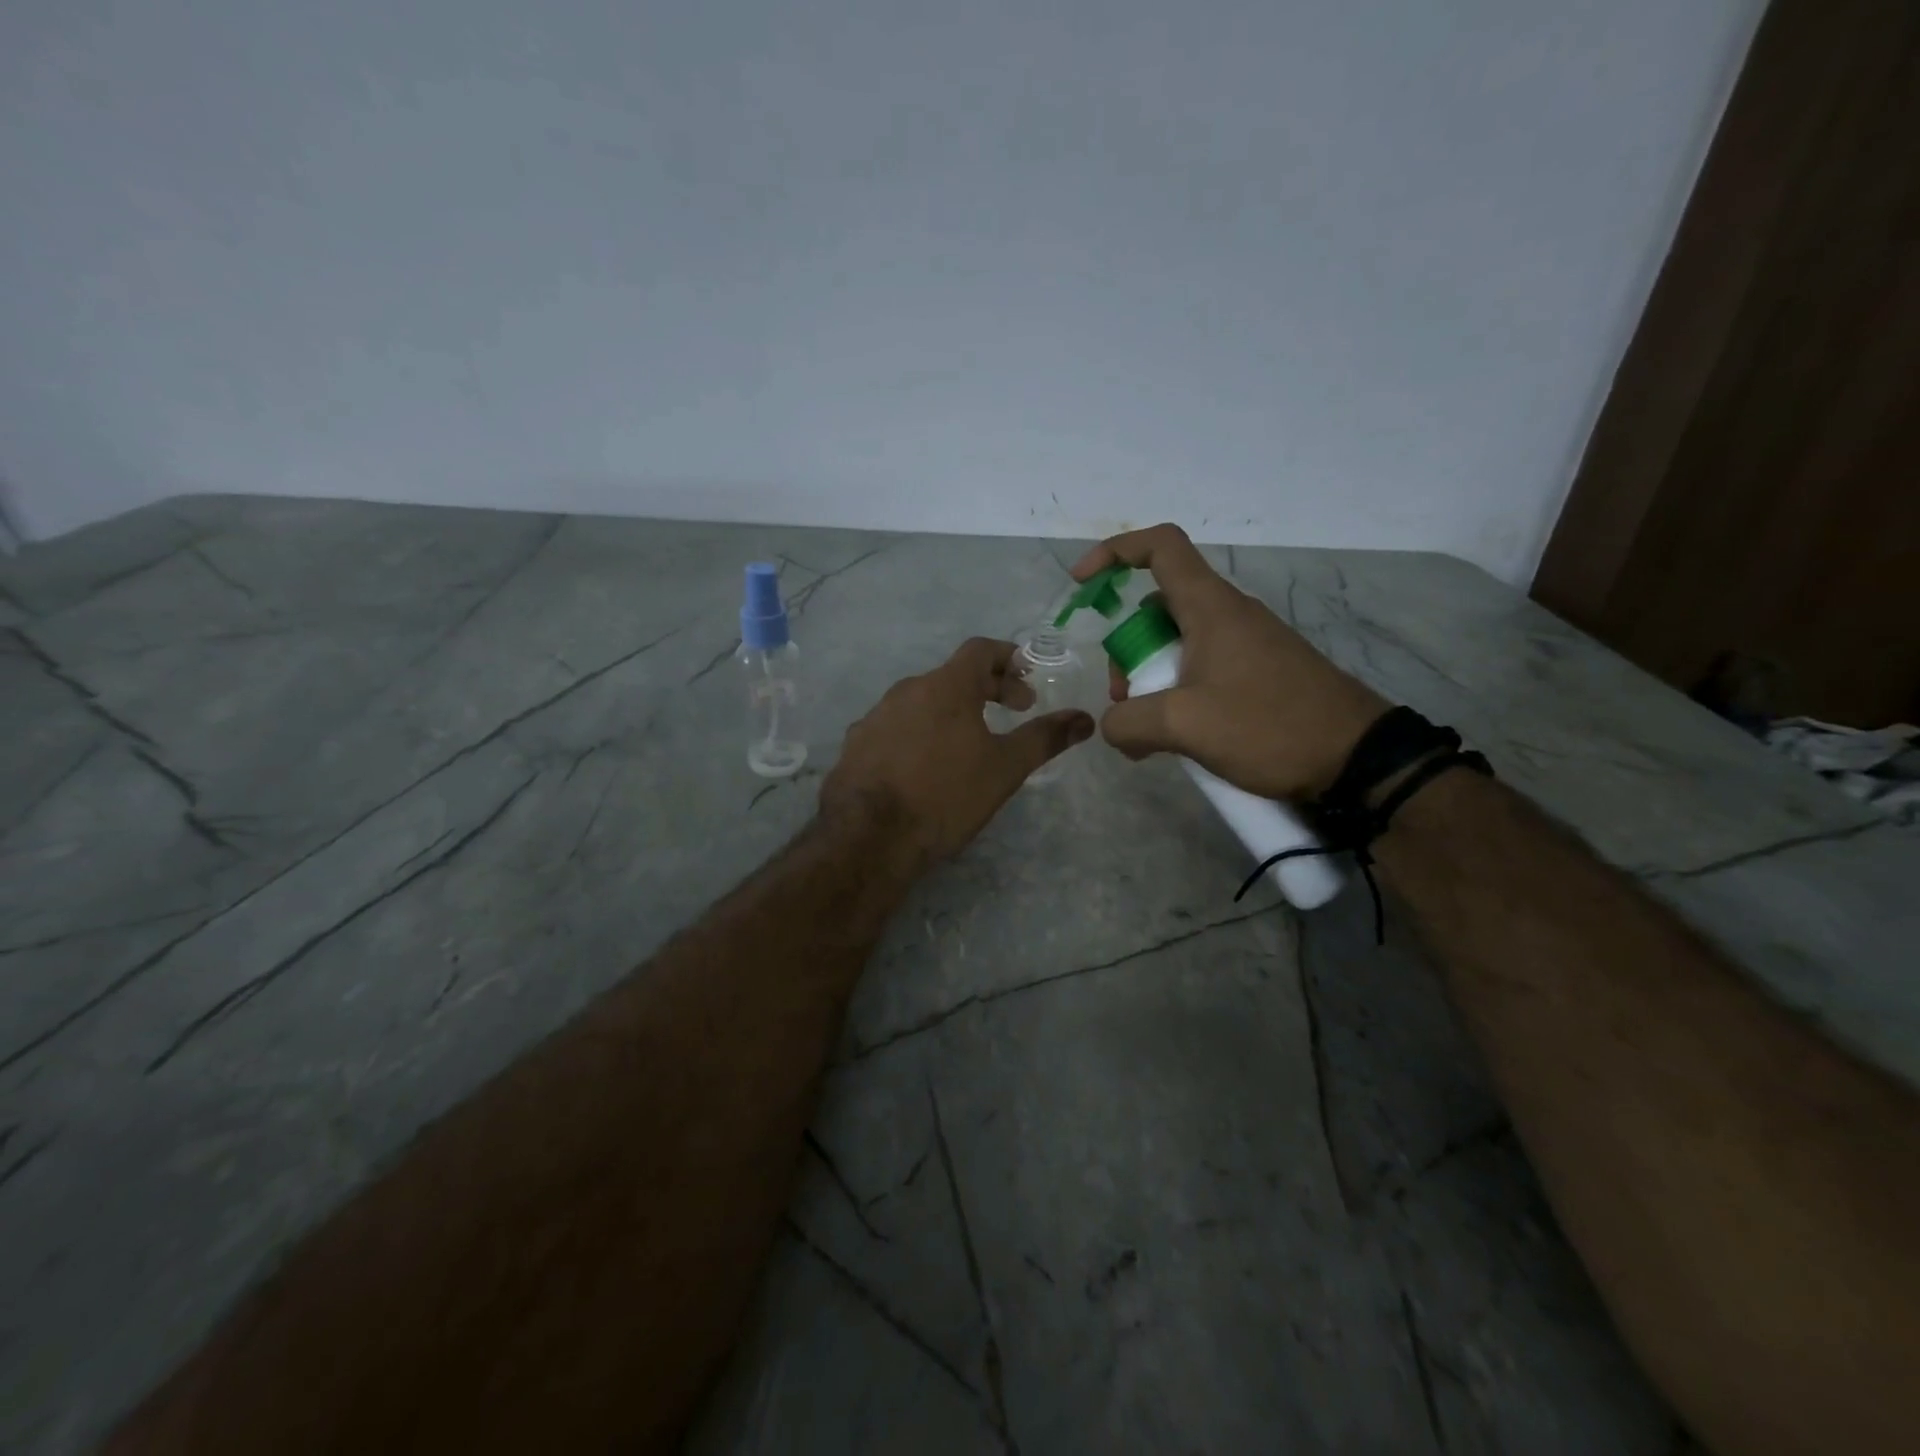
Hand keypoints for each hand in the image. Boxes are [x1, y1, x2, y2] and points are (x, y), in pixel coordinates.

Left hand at [821, 638, 1094, 865]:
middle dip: (987, 689)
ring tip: (969, 744)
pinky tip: (924, 768)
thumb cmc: (946, 795)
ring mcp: (875, 716)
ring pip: (921, 702)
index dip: (1009, 658)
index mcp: (945, 686)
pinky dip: (918, 734)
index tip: (1027, 684)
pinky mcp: (856, 745)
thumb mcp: (1005, 768)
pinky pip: (895, 727)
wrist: (869, 837)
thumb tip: (1085, 718)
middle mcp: (906, 690)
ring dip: (950, 712)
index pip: (980, 649)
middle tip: (1012, 713)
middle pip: (952, 676)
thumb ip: (1045, 738)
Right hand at [1071, 524, 1387, 798]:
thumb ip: (1129, 722)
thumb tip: (1114, 725)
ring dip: (1151, 678)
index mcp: (1210, 607)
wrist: (1356, 758)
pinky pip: (1202, 667)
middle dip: (1127, 648)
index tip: (1082, 585)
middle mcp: (1228, 615)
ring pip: (1178, 643)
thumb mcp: (1185, 725)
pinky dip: (1178, 692)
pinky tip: (1179, 736)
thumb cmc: (1268, 725)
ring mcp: (1247, 644)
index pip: (1161, 548)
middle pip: (1158, 608)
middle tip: (1124, 699)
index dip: (1115, 553)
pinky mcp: (1260, 672)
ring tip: (1149, 731)